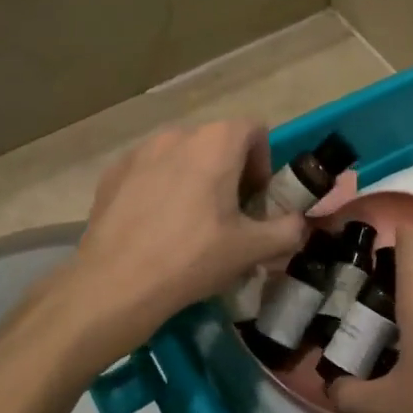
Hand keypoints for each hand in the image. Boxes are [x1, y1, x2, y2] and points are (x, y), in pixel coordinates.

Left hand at [61, 121, 307, 360]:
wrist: (115, 283)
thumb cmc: (193, 257)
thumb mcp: (253, 248)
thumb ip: (288, 230)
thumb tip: (299, 225)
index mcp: (216, 142)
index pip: (254, 129)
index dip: (264, 162)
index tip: (257, 199)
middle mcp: (177, 134)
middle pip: (216, 142)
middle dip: (230, 171)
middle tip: (229, 215)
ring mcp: (140, 151)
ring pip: (181, 155)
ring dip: (195, 178)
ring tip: (190, 221)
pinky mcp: (113, 173)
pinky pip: (149, 171)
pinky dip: (161, 188)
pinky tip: (156, 226)